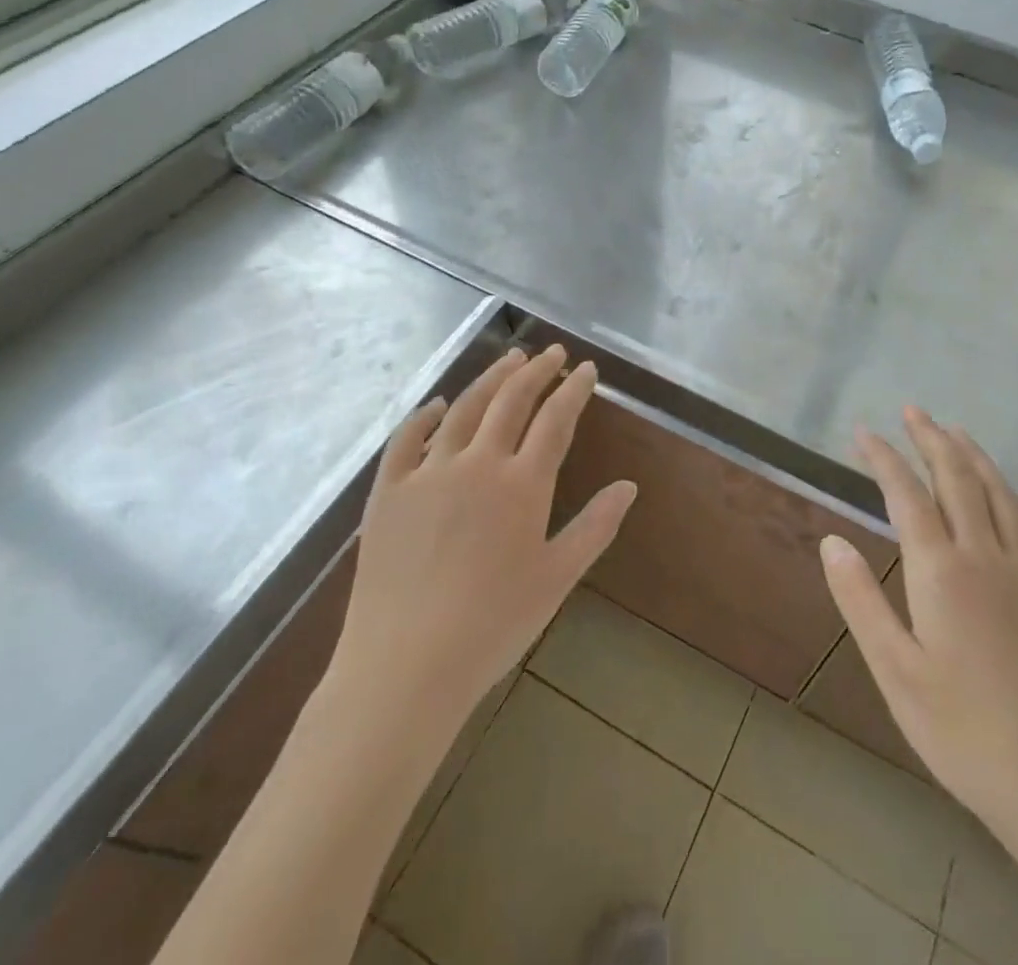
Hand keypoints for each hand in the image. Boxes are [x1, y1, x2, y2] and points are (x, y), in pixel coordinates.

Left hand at [327, 345, 636, 731]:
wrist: (406, 664)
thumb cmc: (493, 625)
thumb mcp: (557, 578)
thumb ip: (596, 527)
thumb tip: (629, 486)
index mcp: (522, 484)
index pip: (555, 420)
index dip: (574, 390)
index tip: (586, 369)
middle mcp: (477, 463)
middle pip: (511, 401)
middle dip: (536, 371)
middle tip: (551, 353)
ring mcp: (428, 473)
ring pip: (464, 408)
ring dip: (490, 379)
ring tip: (509, 359)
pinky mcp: (388, 490)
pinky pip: (406, 439)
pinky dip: (426, 415)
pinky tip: (439, 404)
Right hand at [820, 407, 1017, 842]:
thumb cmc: (962, 732)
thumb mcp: (895, 671)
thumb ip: (861, 600)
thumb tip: (831, 540)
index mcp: (942, 572)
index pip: (907, 495)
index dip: (884, 458)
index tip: (864, 432)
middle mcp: (987, 557)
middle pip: (958, 479)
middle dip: (932, 440)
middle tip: (914, 411)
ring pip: (1002, 496)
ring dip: (977, 458)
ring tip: (957, 432)